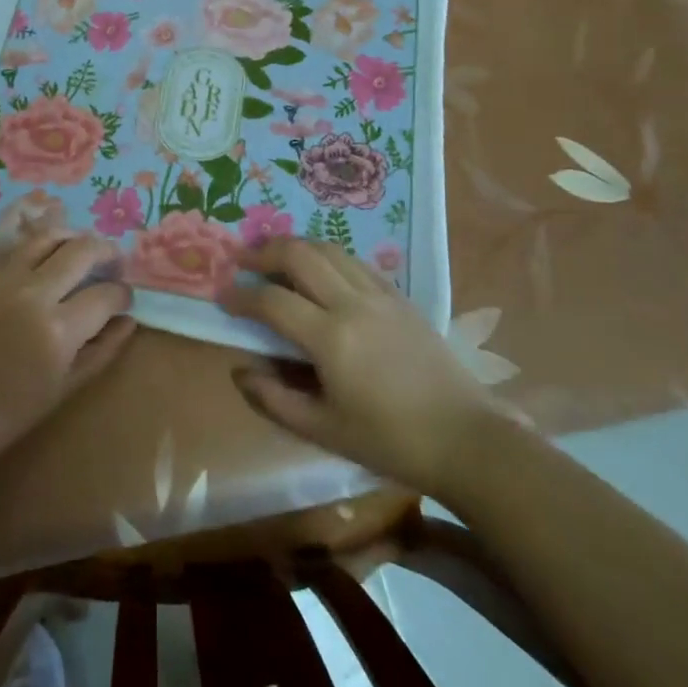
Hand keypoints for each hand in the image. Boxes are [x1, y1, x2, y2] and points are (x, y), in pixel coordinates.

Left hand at [0, 233, 136, 476]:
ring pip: (49, 235)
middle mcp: (34, 292)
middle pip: (82, 251)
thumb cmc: (9, 411)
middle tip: (114, 262)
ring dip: (74, 236)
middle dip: (107, 253)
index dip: (122, 294)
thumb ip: (102, 350)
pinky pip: (12, 237)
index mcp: (59, 329)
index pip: (106, 294)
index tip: (124, 298)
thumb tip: (129, 320)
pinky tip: (46, 226)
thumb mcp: (65, 388)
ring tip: (83, 246)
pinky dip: (32, 227)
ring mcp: (4, 277)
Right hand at [221, 239, 499, 496]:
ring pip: (328, 248)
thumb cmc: (390, 441)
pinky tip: (320, 267)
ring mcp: (379, 294)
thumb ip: (275, 399)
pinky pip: (354, 260)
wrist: (465, 438)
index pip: (272, 301)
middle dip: (264, 252)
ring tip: (274, 254)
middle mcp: (352, 303)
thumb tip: (240, 370)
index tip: (222, 296)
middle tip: (242, 259)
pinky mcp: (399, 295)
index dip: (241, 296)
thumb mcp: (324, 431)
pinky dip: (327, 254)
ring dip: (295, 245)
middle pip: (299, 255)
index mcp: (331, 338)